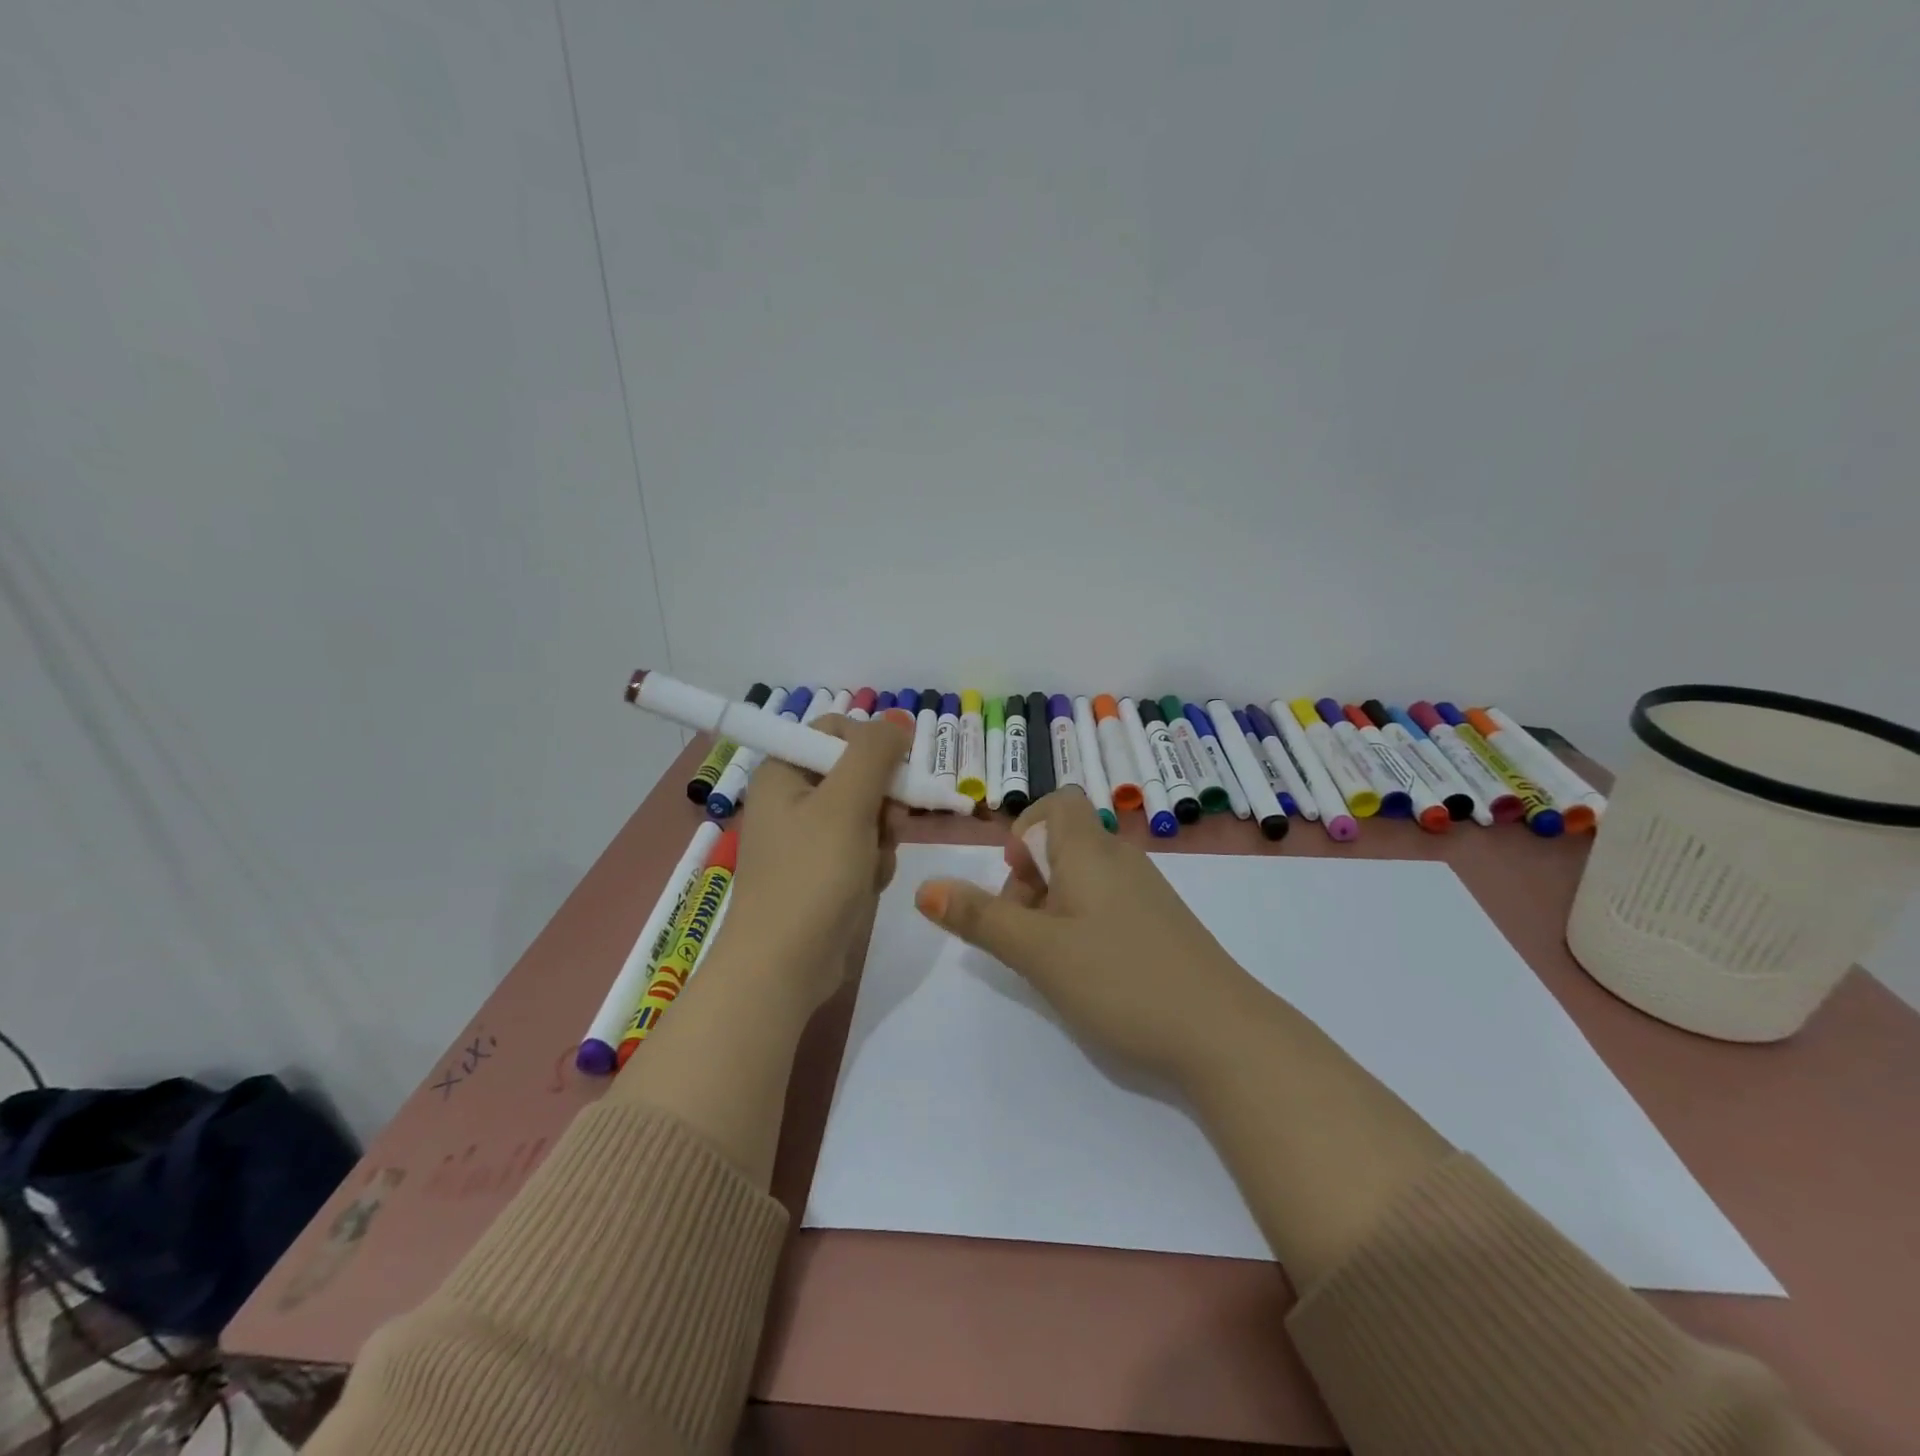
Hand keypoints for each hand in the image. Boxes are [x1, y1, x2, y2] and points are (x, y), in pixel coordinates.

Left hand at [723, 714, 910, 1011]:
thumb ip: (874, 753)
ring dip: (882, 835)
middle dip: (882, 799)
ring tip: (871, 864)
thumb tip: (898, 722)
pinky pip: (863, 848)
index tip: (898, 769)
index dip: (871, 744)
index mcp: (783, 772)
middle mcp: (791, 799)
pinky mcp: (823, 873)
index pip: (835, 730)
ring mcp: (807, 839)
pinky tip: (868, 885)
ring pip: (868, 814)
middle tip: (889, 822)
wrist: (784, 967)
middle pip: (857, 773)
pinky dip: (873, 863)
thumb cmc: (811, 876)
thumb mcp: (846, 804)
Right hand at [912, 787, 1261, 1084]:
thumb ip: (980, 918)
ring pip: (1085, 877)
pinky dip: (1084, 922)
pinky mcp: (1162, 924)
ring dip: (1054, 905)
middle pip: (1065, 842)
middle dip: (1031, 878)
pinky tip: (1089, 970)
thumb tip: (925, 888)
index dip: (1026, 828)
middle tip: (1024, 930)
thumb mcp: (1037, 951)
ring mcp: (1147, 893)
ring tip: (1051, 957)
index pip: (1058, 802)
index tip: (1014, 878)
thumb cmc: (1120, 979)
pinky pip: (1109, 903)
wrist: (1221, 1033)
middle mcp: (1121, 859)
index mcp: (1091, 851)